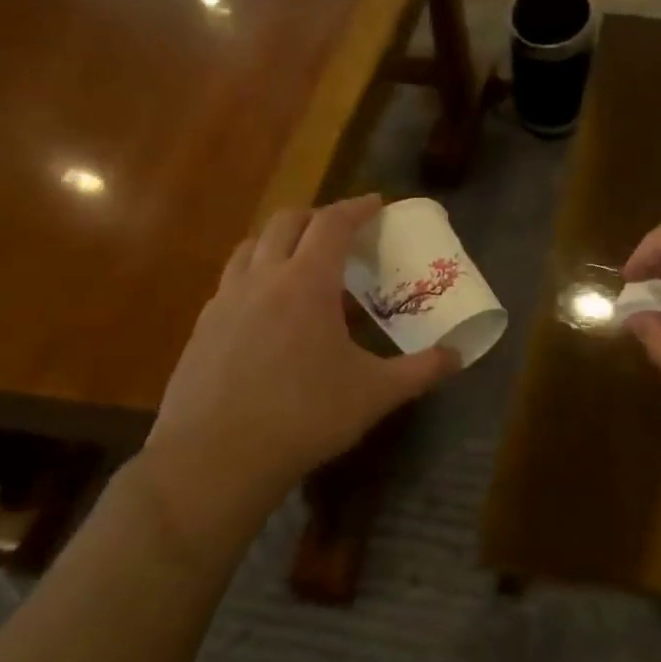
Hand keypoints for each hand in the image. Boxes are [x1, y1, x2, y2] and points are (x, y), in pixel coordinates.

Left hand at [141, 196, 457, 545]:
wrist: (215, 458)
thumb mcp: (375, 394)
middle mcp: (262, 278)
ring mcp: (225, 301)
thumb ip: (421, 370)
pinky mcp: (202, 328)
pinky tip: (269, 312)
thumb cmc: (304, 416)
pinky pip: (232, 282)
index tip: (376, 203)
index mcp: (306, 282)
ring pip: (251, 247)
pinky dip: (256, 276)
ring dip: (280, 241)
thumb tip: (457, 356)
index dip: (357, 208)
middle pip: (286, 222)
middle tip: (342, 233)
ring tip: (302, 263)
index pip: (332, 224)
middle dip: (317, 217)